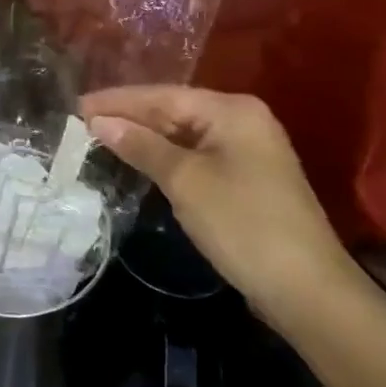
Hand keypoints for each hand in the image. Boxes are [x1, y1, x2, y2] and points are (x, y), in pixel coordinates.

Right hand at [83, 86, 353, 325]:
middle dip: (129, 117)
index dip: (118, 101)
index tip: (77, 106)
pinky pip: (195, 155)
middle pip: (174, 111)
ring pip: (183, 134)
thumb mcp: (185, 181)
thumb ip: (141, 146)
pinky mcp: (246, 178)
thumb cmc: (243, 224)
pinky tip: (138, 161)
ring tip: (100, 138)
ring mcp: (247, 150)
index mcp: (232, 110)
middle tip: (82, 122)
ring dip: (145, 138)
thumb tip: (99, 122)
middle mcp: (242, 120)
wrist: (308, 291)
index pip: (162, 96)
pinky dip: (165, 157)